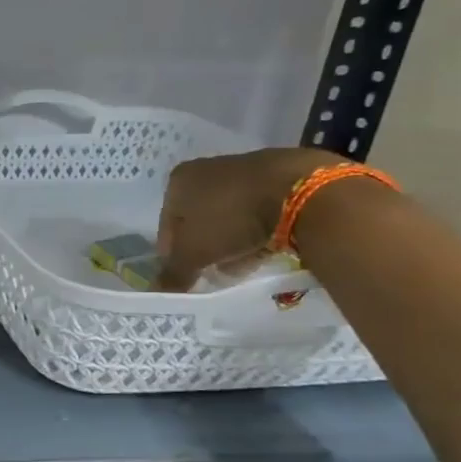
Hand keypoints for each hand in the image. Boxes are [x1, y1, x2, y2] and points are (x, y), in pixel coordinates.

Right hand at [154, 147, 342, 290]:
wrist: (302, 191)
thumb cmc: (231, 218)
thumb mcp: (193, 253)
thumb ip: (173, 273)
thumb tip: (157, 292)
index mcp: (179, 180)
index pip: (167, 226)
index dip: (175, 255)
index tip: (190, 275)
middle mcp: (207, 169)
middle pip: (198, 221)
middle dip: (206, 249)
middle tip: (216, 271)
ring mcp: (244, 170)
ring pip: (229, 217)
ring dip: (232, 242)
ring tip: (243, 264)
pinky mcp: (278, 175)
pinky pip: (258, 210)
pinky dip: (258, 230)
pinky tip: (266, 248)